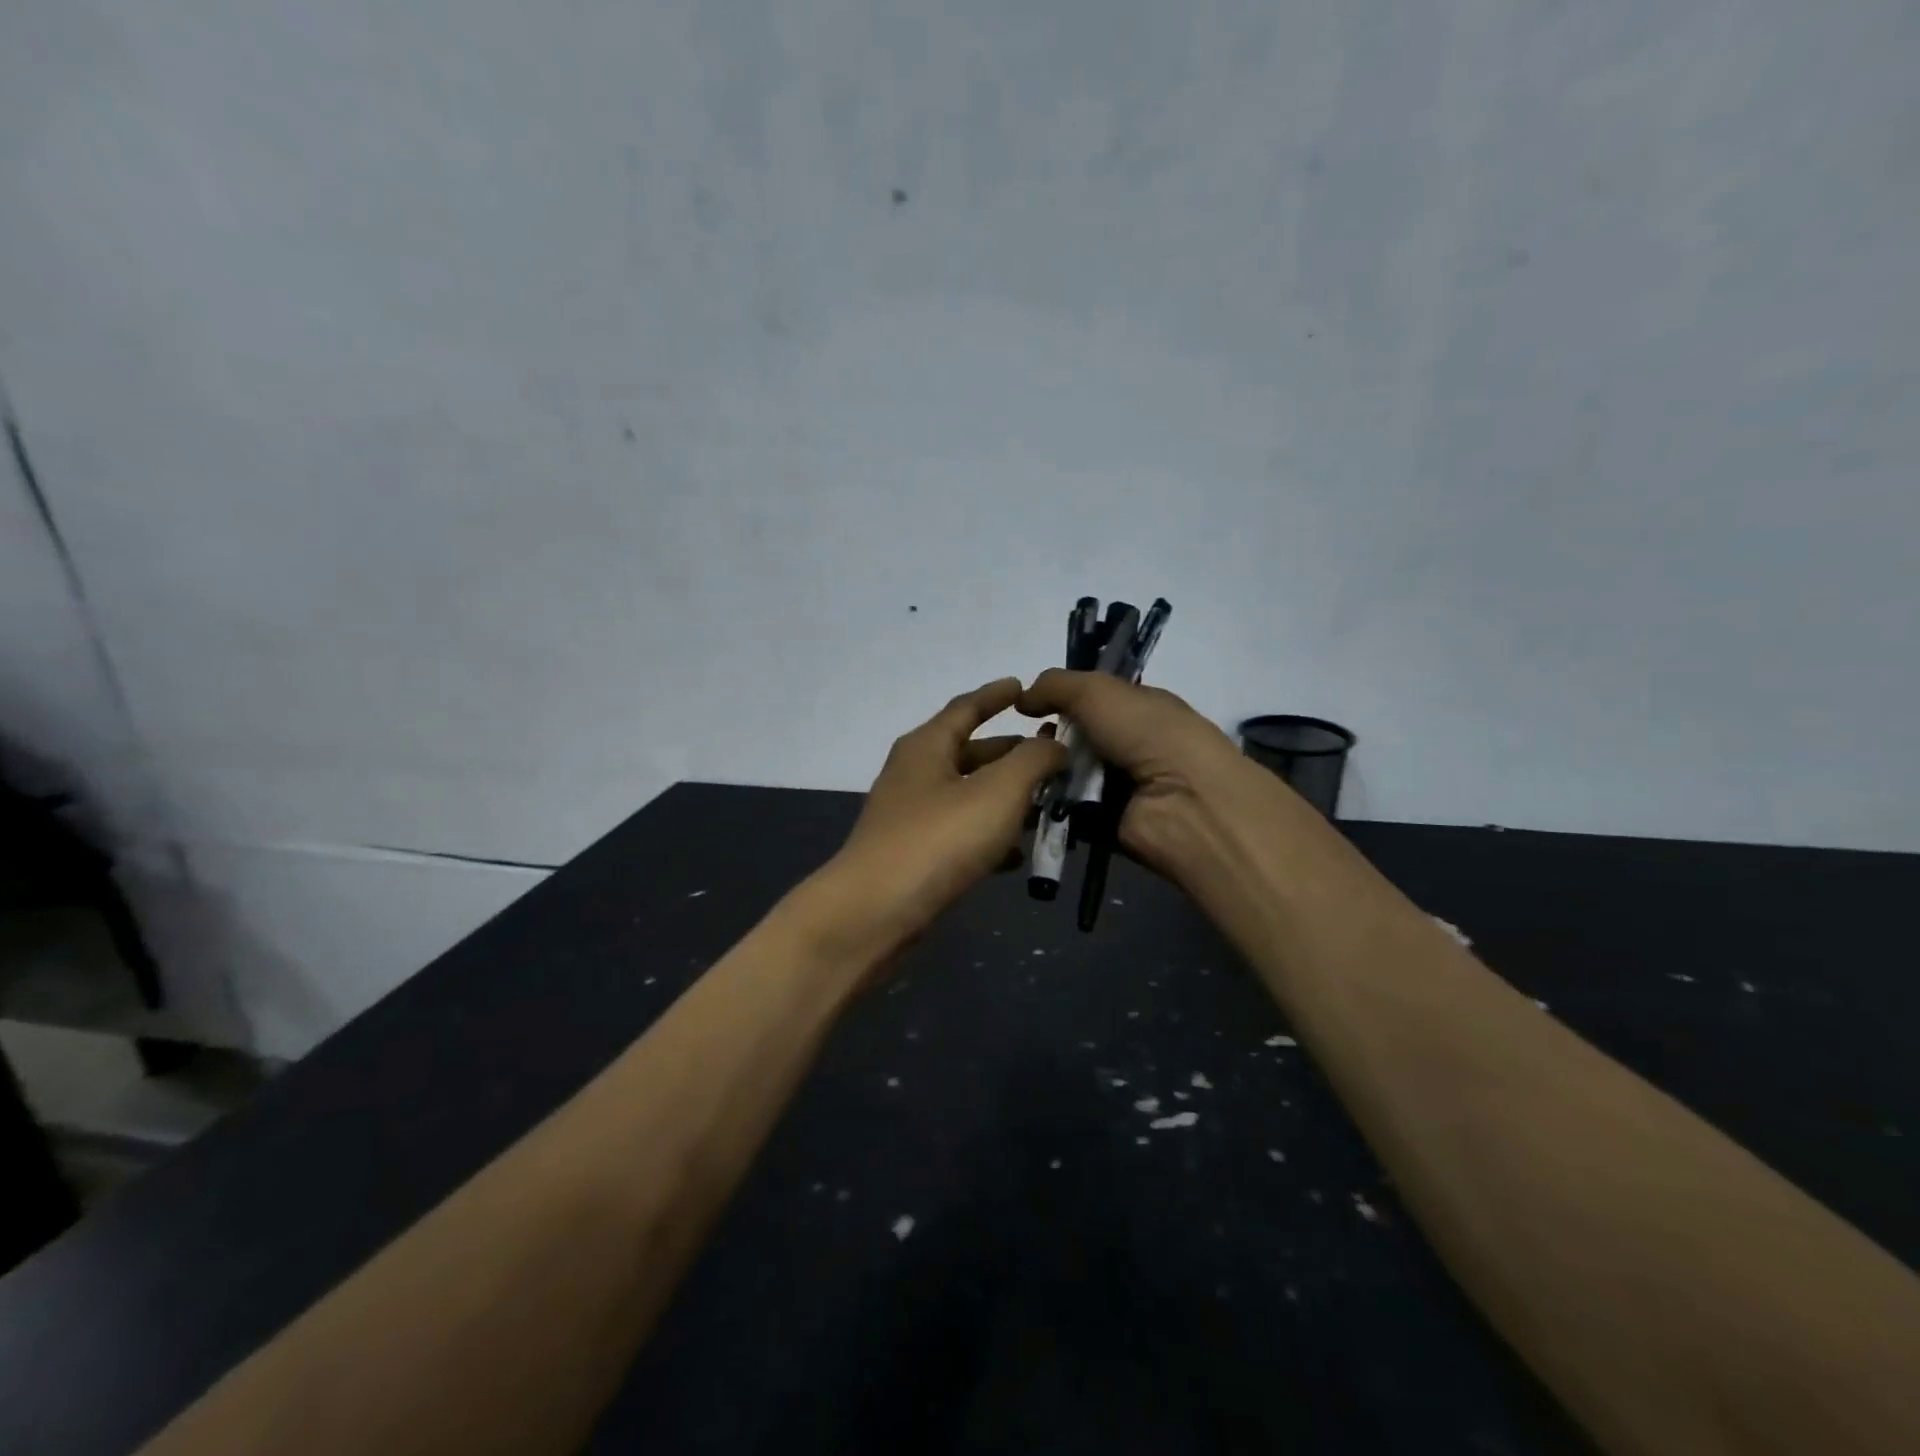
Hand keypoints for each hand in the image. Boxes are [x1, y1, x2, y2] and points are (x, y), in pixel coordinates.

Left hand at [813, 678, 1066, 958]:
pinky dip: (990, 837)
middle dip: (1012, 753)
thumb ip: (1033, 759)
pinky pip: (961, 834)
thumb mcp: (998, 790)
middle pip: (970, 753)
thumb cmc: (939, 839)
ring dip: (1007, 799)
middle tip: (1053, 756)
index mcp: (927, 746)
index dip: (997, 695)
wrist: (875, 912)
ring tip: (1047, 805)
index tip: (1024, 687)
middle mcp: (915, 774)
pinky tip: (1018, 856)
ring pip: (969, 796)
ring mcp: (912, 816)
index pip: (966, 707)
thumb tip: (1054, 743)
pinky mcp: (915, 855)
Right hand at [1017, 669, 1255, 884]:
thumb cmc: (1147, 734)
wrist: (1183, 802)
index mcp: (1139, 709)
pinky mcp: (1106, 824)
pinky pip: (1067, 811)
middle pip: (1075, 739)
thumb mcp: (1099, 691)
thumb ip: (1057, 685)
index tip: (1027, 707)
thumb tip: (1022, 698)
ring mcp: (1120, 788)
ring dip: (1044, 773)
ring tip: (1023, 773)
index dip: (1059, 700)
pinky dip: (1049, 806)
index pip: (1091, 700)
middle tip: (1025, 744)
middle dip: (1048, 739)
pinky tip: (1029, 800)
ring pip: (1066, 775)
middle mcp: (1132, 746)